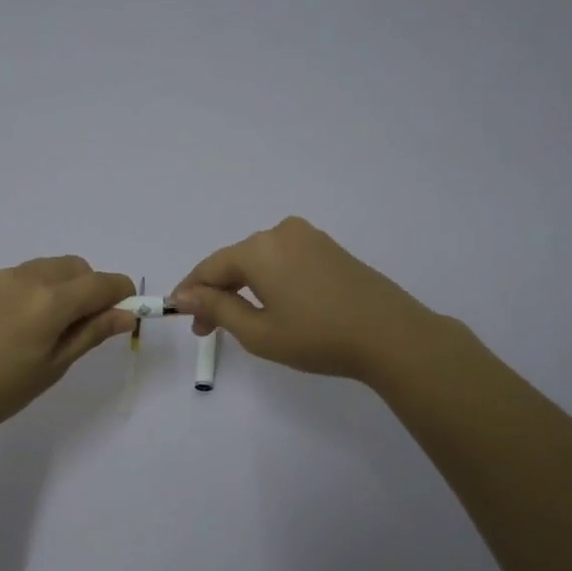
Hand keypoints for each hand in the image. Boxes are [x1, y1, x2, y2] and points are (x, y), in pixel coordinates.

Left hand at [0, 257, 135, 444]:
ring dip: (68, 287)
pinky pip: (28, 275)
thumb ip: (91, 334)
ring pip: (53, 268)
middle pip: (79, 268)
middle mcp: (30, 277)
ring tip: (57, 329)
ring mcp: (4, 278)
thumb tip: (126, 315)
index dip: (123, 296)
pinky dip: (44, 288)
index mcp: (51, 299)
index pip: (103, 283)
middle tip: (89, 329)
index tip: (127, 317)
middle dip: (94, 289)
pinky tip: (29, 325)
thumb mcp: (53, 367)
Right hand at [171, 217, 443, 384]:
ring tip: (237, 321)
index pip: (209, 267)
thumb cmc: (317, 337)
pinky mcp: (329, 248)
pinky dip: (268, 281)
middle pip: (234, 261)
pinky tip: (271, 305)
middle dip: (216, 292)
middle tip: (206, 329)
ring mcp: (309, 238)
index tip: (179, 317)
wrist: (391, 335)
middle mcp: (280, 233)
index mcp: (258, 249)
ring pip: (260, 260)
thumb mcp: (258, 332)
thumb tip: (185, 294)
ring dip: (242, 287)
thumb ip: (217, 308)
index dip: (190, 292)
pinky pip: (284, 260)